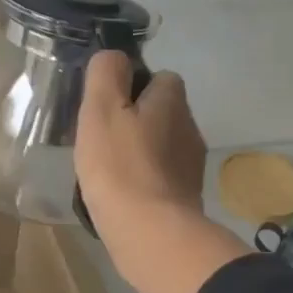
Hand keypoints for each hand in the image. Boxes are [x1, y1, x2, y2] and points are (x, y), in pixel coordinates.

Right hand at [75, 51, 247, 292]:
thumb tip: (114, 57)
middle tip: (101, 142)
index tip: (106, 107)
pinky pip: (160, 179)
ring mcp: (191, 167)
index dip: (132, 87)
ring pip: (161, 148)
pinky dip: (144, 183)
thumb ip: (105, 73)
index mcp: (172, 101)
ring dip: (139, 154)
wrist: (150, 234)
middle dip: (135, 122)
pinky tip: (121, 198)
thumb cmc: (120, 168)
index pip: (159, 77)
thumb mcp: (101, 109)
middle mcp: (190, 129)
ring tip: (107, 173)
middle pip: (161, 113)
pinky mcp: (185, 200)